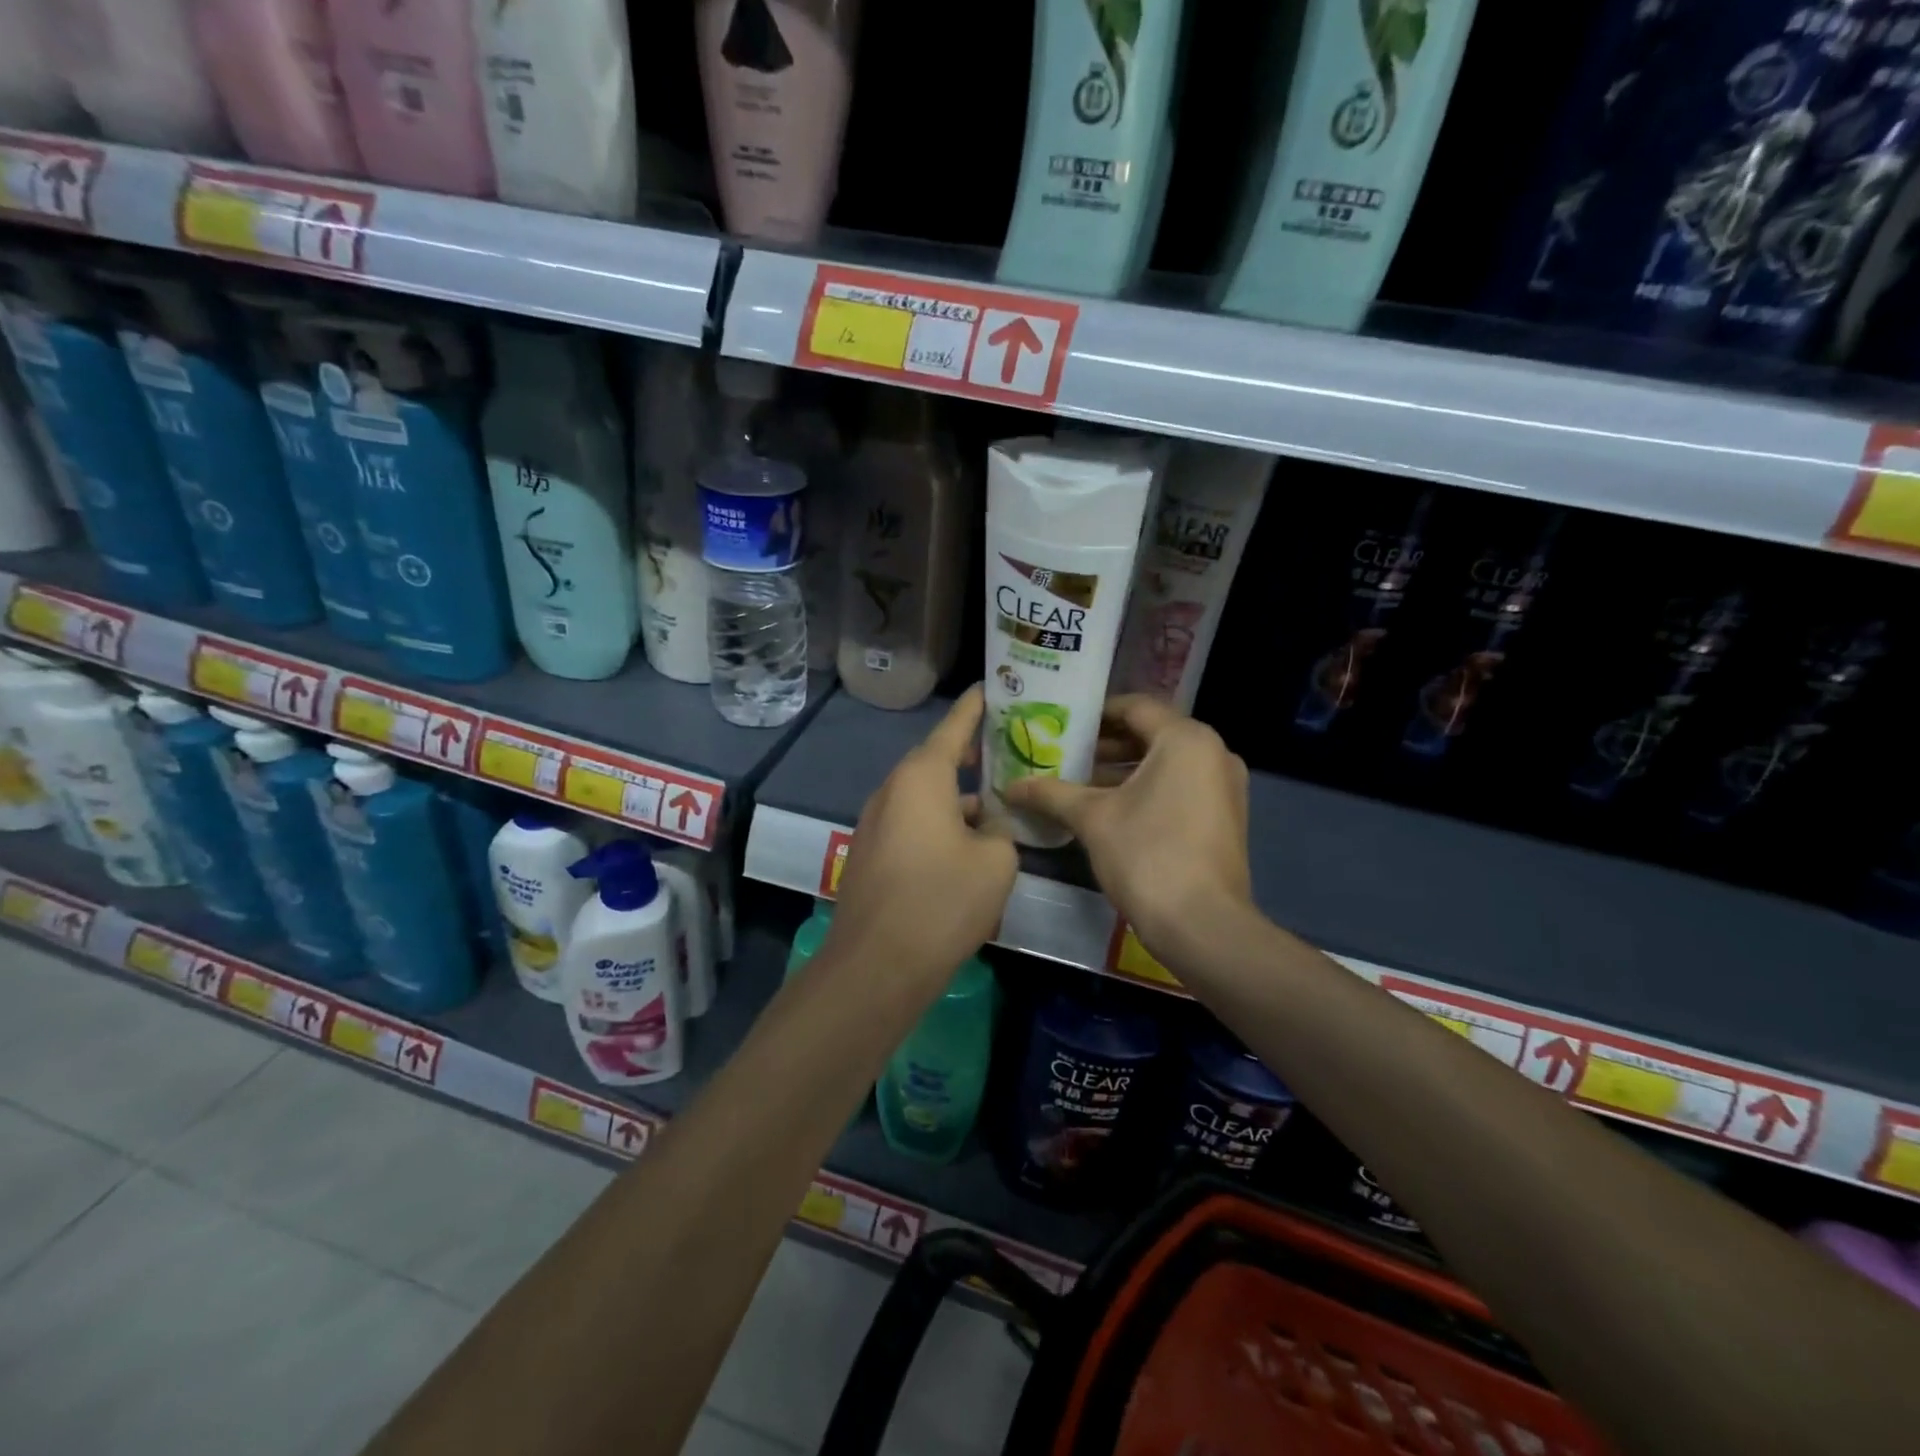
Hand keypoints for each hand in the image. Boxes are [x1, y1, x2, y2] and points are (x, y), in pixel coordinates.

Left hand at [825, 686, 1017, 986]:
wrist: (878, 964)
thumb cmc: (942, 900)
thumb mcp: (995, 861)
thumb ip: (1001, 831)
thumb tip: (989, 828)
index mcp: (921, 777)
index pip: (954, 725)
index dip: (977, 705)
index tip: (993, 686)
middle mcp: (893, 790)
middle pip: (937, 760)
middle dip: (973, 754)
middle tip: (1010, 748)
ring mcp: (877, 822)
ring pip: (926, 795)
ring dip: (959, 795)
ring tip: (1000, 800)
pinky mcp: (873, 853)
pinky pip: (914, 823)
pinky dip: (942, 822)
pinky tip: (970, 845)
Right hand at [1003, 695, 1252, 959]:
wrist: (1203, 926)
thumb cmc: (1147, 856)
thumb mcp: (1092, 818)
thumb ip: (1051, 794)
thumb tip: (1011, 787)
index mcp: (1186, 739)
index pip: (1134, 707)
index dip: (1094, 714)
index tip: (1060, 724)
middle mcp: (1213, 752)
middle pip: (1151, 734)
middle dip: (1105, 744)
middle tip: (1063, 754)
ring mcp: (1224, 786)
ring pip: (1165, 763)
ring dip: (1123, 770)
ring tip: (1078, 782)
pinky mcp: (1225, 816)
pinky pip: (1180, 786)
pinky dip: (1147, 789)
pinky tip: (1109, 809)